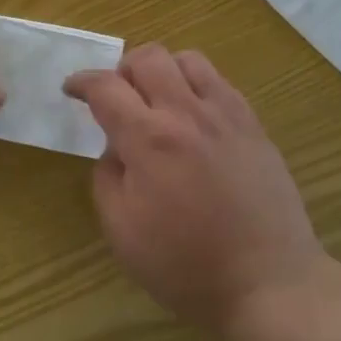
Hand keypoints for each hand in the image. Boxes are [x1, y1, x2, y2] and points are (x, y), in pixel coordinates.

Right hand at [66, 45, 325, 334]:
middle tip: (118, 98)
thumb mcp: (123, 233)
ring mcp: (224, 114)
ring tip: (159, 101)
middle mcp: (186, 113)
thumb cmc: (187, 266)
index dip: (82, 82)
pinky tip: (195, 116)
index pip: (105, 87)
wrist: (269, 283)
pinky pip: (219, 81)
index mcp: (149, 139)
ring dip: (164, 70)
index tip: (71, 88)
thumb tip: (115, 148)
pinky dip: (196, 85)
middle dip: (123, 70)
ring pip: (187, 59)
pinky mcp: (252, 124)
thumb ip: (107, 178)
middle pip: (147, 57)